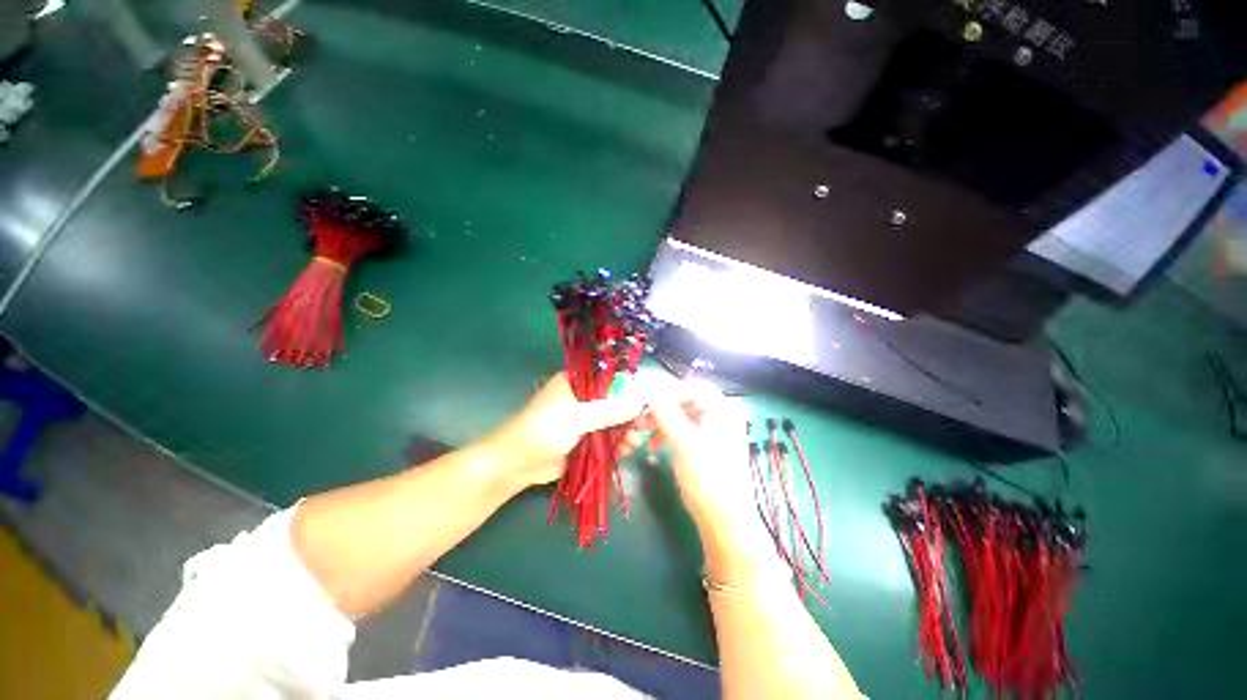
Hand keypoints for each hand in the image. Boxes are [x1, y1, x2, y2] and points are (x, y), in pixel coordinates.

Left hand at [484, 372, 644, 489]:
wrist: (518, 463)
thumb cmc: (544, 430)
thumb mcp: (576, 417)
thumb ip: (608, 410)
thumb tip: (638, 403)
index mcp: (578, 381)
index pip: (611, 377)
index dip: (631, 387)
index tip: (647, 400)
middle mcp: (584, 396)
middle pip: (616, 400)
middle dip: (631, 413)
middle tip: (645, 425)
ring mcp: (585, 418)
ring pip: (614, 420)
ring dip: (626, 430)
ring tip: (635, 442)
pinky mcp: (586, 438)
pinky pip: (608, 437)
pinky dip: (618, 443)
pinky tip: (626, 451)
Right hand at [646, 380, 762, 552]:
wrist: (725, 523)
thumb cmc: (708, 479)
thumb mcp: (683, 442)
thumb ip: (665, 411)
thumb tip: (648, 386)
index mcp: (722, 409)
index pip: (691, 386)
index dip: (666, 391)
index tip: (643, 402)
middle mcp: (720, 415)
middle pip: (685, 400)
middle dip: (659, 409)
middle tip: (639, 419)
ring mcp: (713, 431)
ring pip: (680, 416)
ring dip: (659, 422)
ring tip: (641, 434)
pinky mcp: (705, 447)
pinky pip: (682, 431)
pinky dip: (666, 435)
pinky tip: (653, 447)